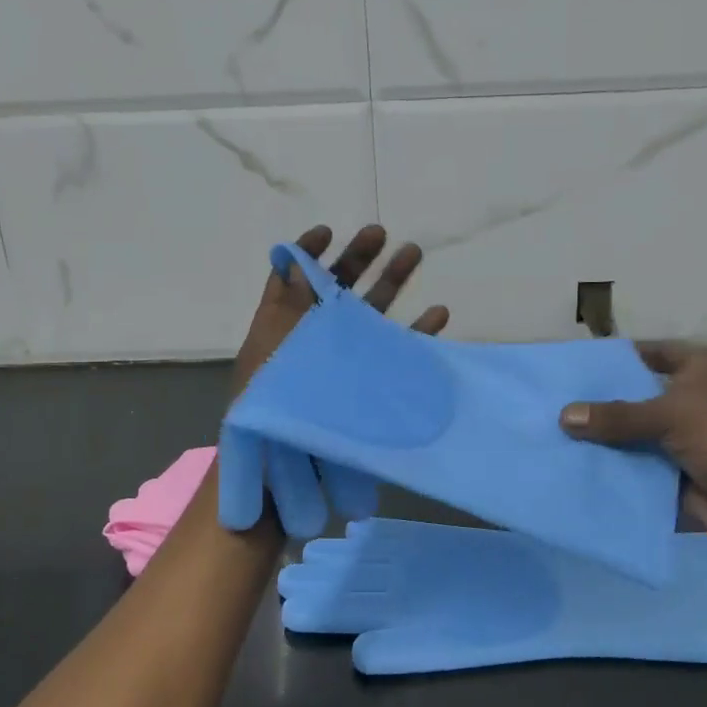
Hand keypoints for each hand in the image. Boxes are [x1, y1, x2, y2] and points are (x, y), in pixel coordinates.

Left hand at [232, 224, 448, 395]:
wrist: (287, 475)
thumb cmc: (269, 411)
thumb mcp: (270, 353)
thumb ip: (286, 308)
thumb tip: (296, 261)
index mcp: (282, 329)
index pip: (292, 279)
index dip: (307, 253)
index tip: (329, 232)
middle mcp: (315, 339)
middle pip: (338, 288)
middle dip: (359, 258)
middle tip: (380, 233)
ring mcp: (345, 361)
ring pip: (371, 312)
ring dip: (392, 282)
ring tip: (413, 253)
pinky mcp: (370, 385)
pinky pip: (397, 352)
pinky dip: (418, 332)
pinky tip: (438, 314)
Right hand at [559, 344, 706, 574]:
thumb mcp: (671, 414)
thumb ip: (617, 415)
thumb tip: (562, 415)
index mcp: (700, 368)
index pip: (648, 353)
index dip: (614, 358)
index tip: (572, 367)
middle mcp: (692, 398)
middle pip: (636, 395)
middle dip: (600, 402)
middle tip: (552, 402)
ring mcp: (684, 439)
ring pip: (634, 434)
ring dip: (603, 439)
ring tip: (552, 434)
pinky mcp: (677, 474)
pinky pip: (638, 466)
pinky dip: (614, 468)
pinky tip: (574, 466)